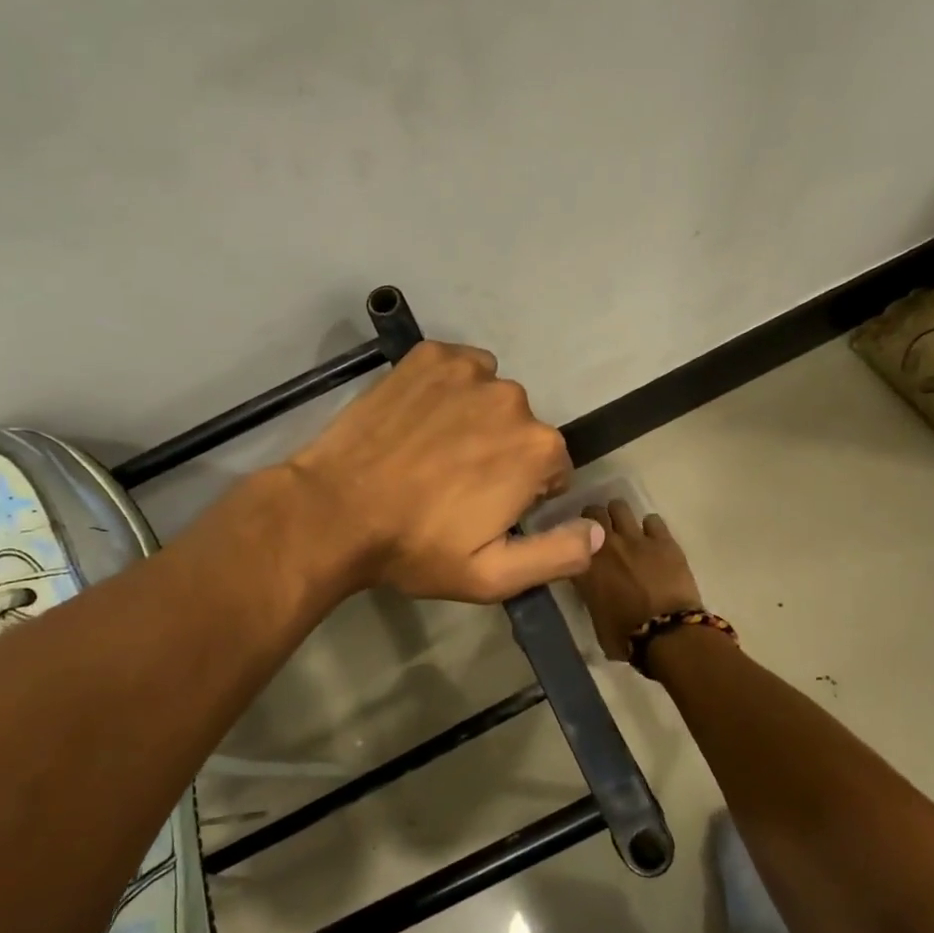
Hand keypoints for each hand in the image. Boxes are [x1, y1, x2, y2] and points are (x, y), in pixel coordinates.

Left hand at [287, 342, 604, 602]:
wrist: (334, 511)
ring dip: (476, 420)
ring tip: (433, 452)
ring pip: (492, 397)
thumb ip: (557, 555)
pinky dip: (450, 388)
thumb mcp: (492, 576)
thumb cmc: (416, 547)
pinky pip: (459, 368)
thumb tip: (599, 532)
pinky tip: (420, 418)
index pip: (553, 469)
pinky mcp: (428, 356)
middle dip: (502, 454)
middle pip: (522, 430)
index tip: (486, 510)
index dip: (524, 494)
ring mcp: (467, 371)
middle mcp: (513, 399)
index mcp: (538, 449)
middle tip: (454, 485)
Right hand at [573, 500, 704, 659]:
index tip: (577, 543)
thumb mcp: (595, 618)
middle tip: (600, 530)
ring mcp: (635, 538)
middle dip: (595, 519)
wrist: (667, 633)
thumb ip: (591, 596)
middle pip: (593, 512)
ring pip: (619, 507)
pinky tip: (652, 538)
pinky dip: (650, 527)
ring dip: (619, 515)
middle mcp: (605, 545)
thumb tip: (594, 592)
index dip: (574, 538)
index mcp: (584, 566)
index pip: (570, 537)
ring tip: (624, 527)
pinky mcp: (663, 540)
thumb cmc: (626, 636)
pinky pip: (652, 519)